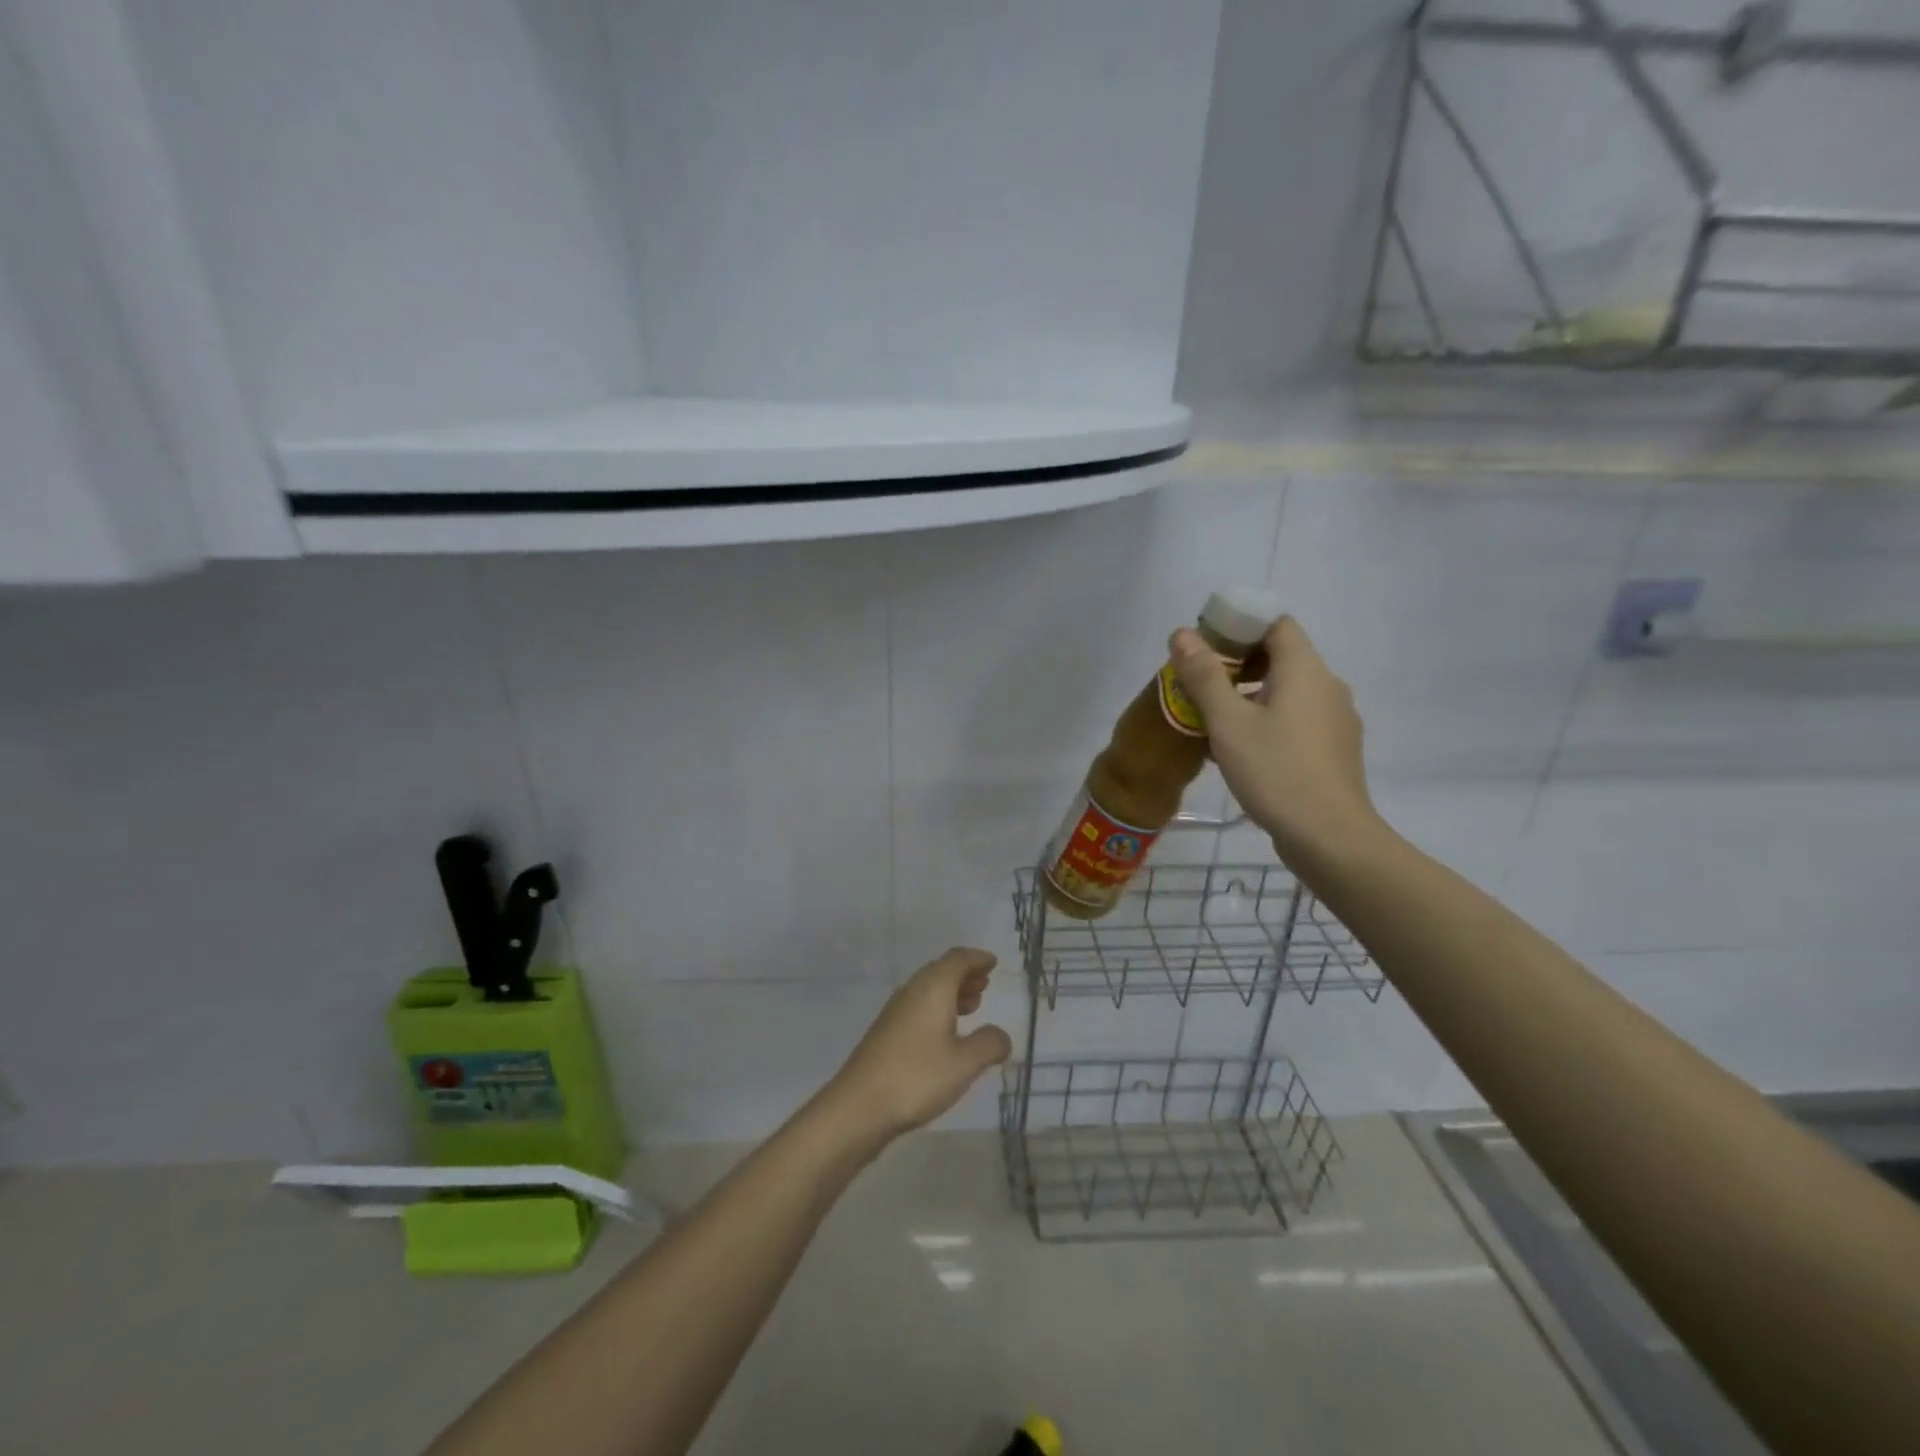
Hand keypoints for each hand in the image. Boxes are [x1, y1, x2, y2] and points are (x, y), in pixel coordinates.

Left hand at [822, 948, 1012, 1143]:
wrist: (859, 1106)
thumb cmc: (917, 1077)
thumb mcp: (965, 1063)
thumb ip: (989, 1044)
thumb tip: (1001, 1035)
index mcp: (932, 988)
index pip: (957, 959)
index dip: (977, 958)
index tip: (993, 962)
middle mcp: (912, 991)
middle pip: (941, 971)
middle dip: (965, 975)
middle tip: (985, 983)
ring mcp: (895, 1011)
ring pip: (928, 989)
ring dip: (952, 992)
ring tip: (972, 1006)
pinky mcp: (886, 1032)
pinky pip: (918, 1006)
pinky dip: (938, 1008)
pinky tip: (946, 1033)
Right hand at [1170, 616, 1383, 865]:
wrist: (1329, 836)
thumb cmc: (1275, 771)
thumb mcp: (1228, 722)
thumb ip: (1204, 675)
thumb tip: (1182, 634)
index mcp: (1305, 670)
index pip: (1276, 624)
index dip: (1240, 625)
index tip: (1204, 645)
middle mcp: (1327, 686)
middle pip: (1280, 656)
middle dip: (1237, 663)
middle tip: (1198, 683)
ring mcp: (1335, 719)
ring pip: (1287, 691)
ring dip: (1249, 695)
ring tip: (1211, 719)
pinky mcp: (1334, 749)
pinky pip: (1296, 719)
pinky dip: (1267, 720)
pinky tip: (1240, 749)